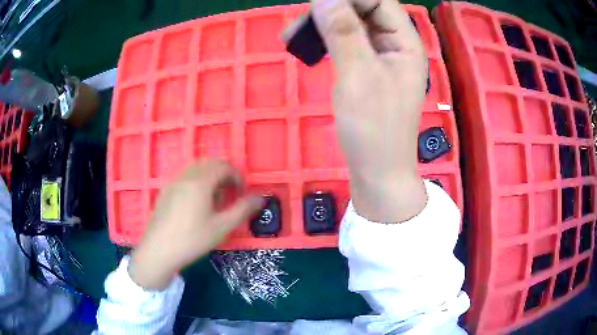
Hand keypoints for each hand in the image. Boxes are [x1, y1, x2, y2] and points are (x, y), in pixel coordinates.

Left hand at [129, 159, 261, 289]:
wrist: (158, 251)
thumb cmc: (192, 239)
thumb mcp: (222, 227)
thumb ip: (243, 210)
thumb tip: (260, 199)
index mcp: (200, 181)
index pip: (224, 166)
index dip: (237, 177)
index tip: (242, 194)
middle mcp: (186, 176)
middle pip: (209, 164)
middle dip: (224, 175)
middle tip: (230, 195)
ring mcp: (173, 182)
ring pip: (196, 169)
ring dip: (210, 178)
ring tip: (214, 201)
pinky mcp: (165, 191)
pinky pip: (185, 178)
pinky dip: (197, 182)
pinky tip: (196, 205)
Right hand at [284, 0, 427, 221]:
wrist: (376, 173)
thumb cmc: (373, 129)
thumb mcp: (358, 76)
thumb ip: (343, 32)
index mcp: (405, 42)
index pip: (378, 1)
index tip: (315, 4)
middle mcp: (395, 44)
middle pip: (363, 9)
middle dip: (330, 10)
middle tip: (297, 25)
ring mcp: (380, 57)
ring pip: (351, 25)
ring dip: (322, 25)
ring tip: (292, 37)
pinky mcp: (366, 69)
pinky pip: (345, 43)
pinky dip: (325, 41)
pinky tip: (307, 47)